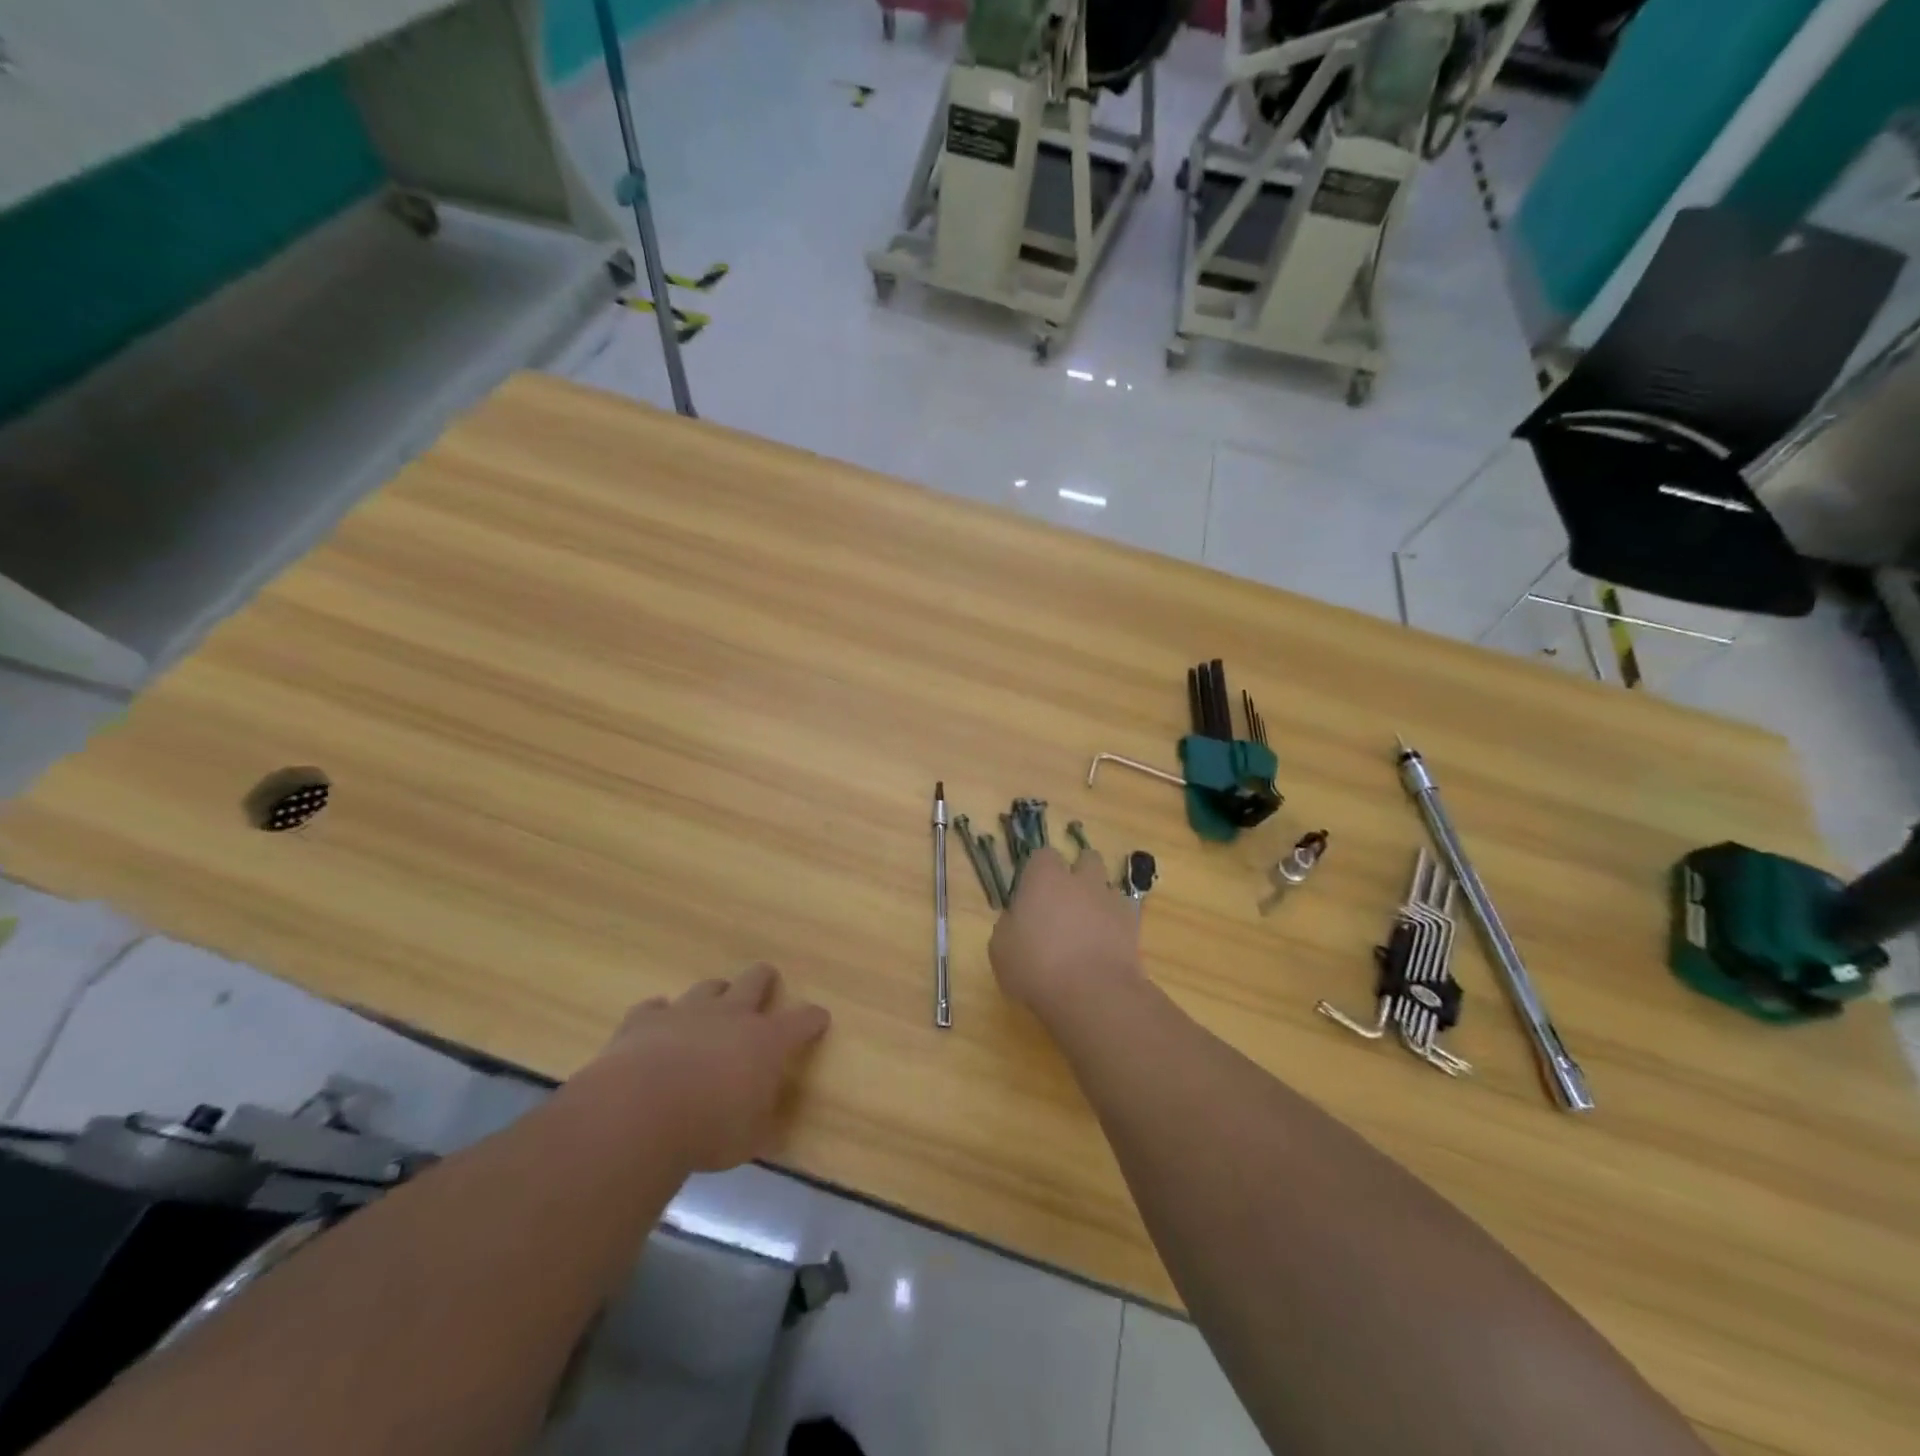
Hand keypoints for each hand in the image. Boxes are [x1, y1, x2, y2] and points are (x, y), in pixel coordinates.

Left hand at [570, 964, 830, 1172]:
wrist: (639, 1112)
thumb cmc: (708, 1130)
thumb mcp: (749, 1139)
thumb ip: (762, 1124)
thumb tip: (771, 1127)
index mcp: (766, 1041)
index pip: (801, 1021)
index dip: (813, 1019)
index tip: (819, 1018)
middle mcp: (731, 1015)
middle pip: (755, 981)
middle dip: (764, 980)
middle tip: (766, 982)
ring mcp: (686, 1012)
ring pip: (708, 988)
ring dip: (714, 996)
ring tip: (711, 1008)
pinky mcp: (645, 1020)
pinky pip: (655, 1007)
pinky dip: (659, 1016)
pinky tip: (657, 1027)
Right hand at [989, 846, 1142, 1024]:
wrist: (1092, 994)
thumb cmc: (1036, 967)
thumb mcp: (1001, 948)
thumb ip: (1010, 924)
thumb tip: (1018, 920)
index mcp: (1045, 877)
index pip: (1043, 855)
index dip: (1038, 871)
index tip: (1031, 893)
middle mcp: (1081, 879)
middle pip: (1085, 859)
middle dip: (1078, 873)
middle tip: (1063, 902)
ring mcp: (1110, 899)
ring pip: (1107, 886)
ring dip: (1098, 898)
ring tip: (1087, 926)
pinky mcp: (1133, 925)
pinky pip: (1123, 914)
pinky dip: (1115, 923)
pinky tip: (1104, 945)